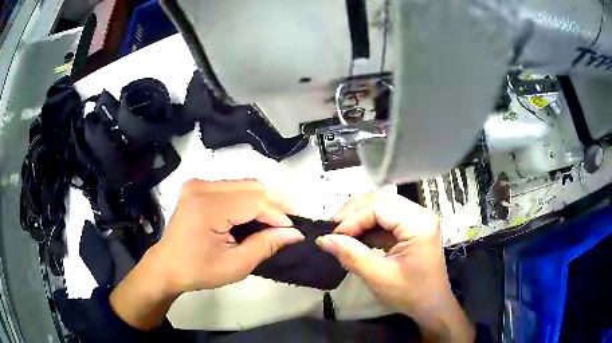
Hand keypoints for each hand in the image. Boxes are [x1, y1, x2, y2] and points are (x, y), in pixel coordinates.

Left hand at [110, 180, 303, 329]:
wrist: (168, 265)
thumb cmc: (198, 270)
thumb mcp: (235, 265)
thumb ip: (265, 245)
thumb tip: (294, 233)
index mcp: (207, 207)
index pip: (253, 202)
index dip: (277, 215)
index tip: (294, 230)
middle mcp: (202, 187)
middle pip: (250, 187)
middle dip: (275, 203)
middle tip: (293, 219)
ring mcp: (198, 184)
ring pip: (243, 185)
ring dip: (264, 199)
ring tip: (280, 216)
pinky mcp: (198, 187)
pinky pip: (233, 188)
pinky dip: (250, 199)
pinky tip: (260, 211)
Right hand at [316, 193, 474, 341]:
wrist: (432, 306)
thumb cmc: (410, 294)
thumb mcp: (378, 277)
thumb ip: (351, 255)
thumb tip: (323, 239)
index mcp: (419, 224)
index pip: (379, 208)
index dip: (353, 219)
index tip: (333, 236)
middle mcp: (421, 214)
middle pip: (382, 201)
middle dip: (354, 212)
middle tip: (333, 229)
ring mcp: (418, 220)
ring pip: (383, 206)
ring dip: (360, 217)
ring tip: (341, 232)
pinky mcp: (413, 228)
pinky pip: (387, 218)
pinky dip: (369, 226)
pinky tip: (356, 237)